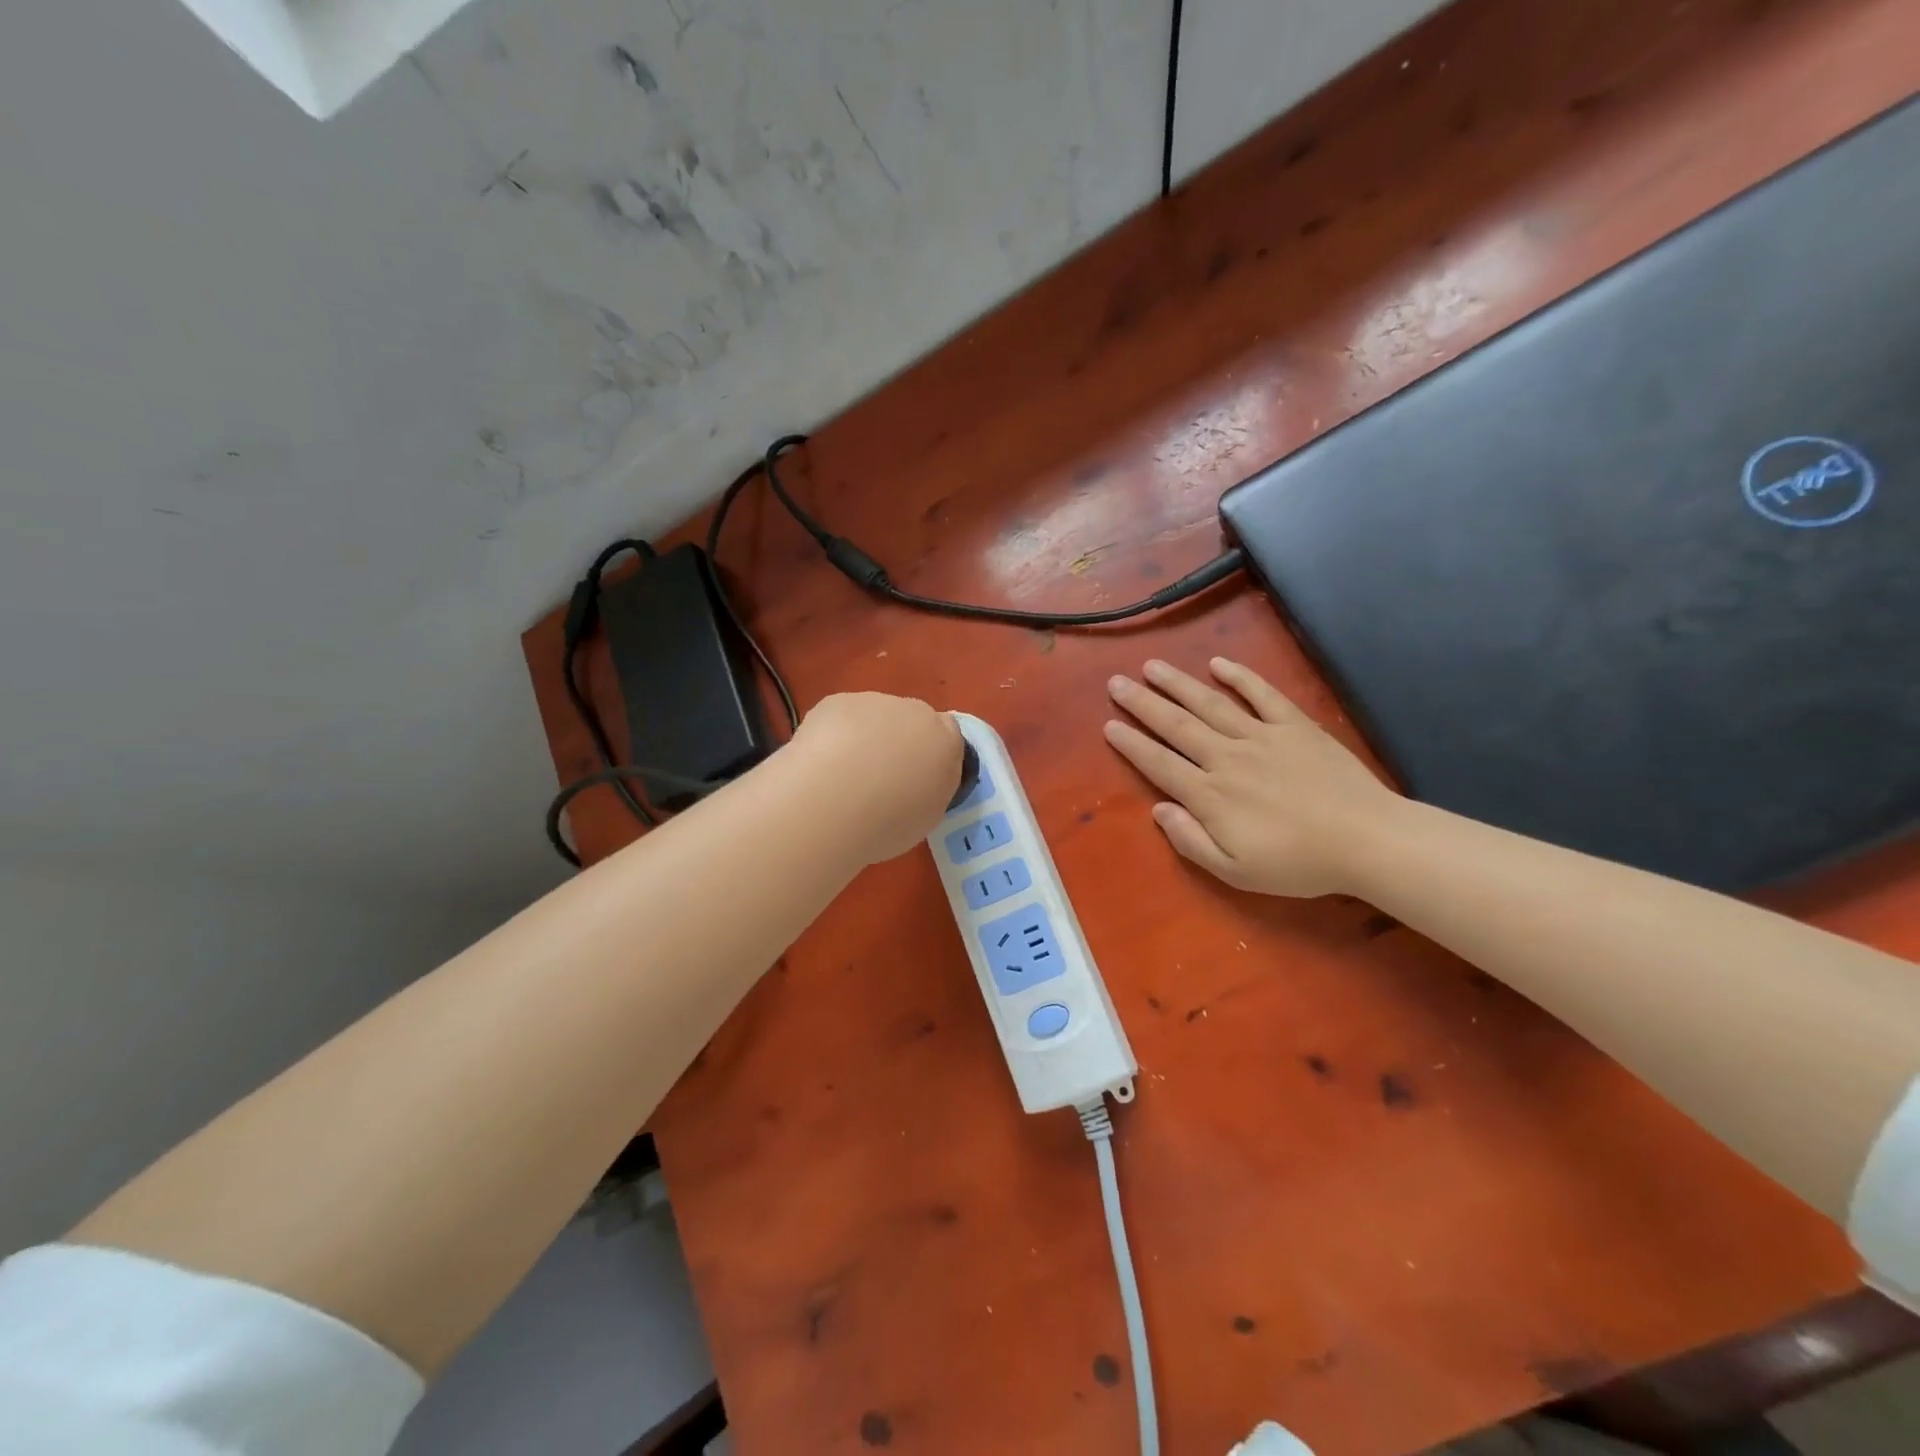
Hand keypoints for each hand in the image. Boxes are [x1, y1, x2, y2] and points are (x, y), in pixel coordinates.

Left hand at [792, 692, 964, 862]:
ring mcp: (876, 702)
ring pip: (872, 716)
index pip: (948, 734)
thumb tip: (915, 782)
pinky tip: (819, 762)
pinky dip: (832, 734)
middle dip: (896, 741)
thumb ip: (928, 787)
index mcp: (947, 742)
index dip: (928, 752)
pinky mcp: (838, 701)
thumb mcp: (927, 815)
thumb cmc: (891, 822)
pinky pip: (839, 717)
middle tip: (876, 778)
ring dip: (862, 737)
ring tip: (841, 775)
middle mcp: (917, 713)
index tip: (913, 775)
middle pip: (910, 719)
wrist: (837, 802)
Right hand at [1104, 658, 1400, 896]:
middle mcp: (1227, 757)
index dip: (1132, 744)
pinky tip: (1219, 664)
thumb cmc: (1298, 863)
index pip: (1160, 764)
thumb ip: (1191, 841)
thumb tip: (1159, 810)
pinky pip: (1262, 695)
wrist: (1366, 841)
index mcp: (1210, 795)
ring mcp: (1262, 737)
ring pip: (1210, 704)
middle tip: (1116, 683)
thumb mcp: (1236, 871)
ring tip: (1152, 666)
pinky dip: (1240, 677)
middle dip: (1143, 703)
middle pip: (1177, 726)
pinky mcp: (1295, 726)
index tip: (1109, 725)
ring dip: (1178, 684)